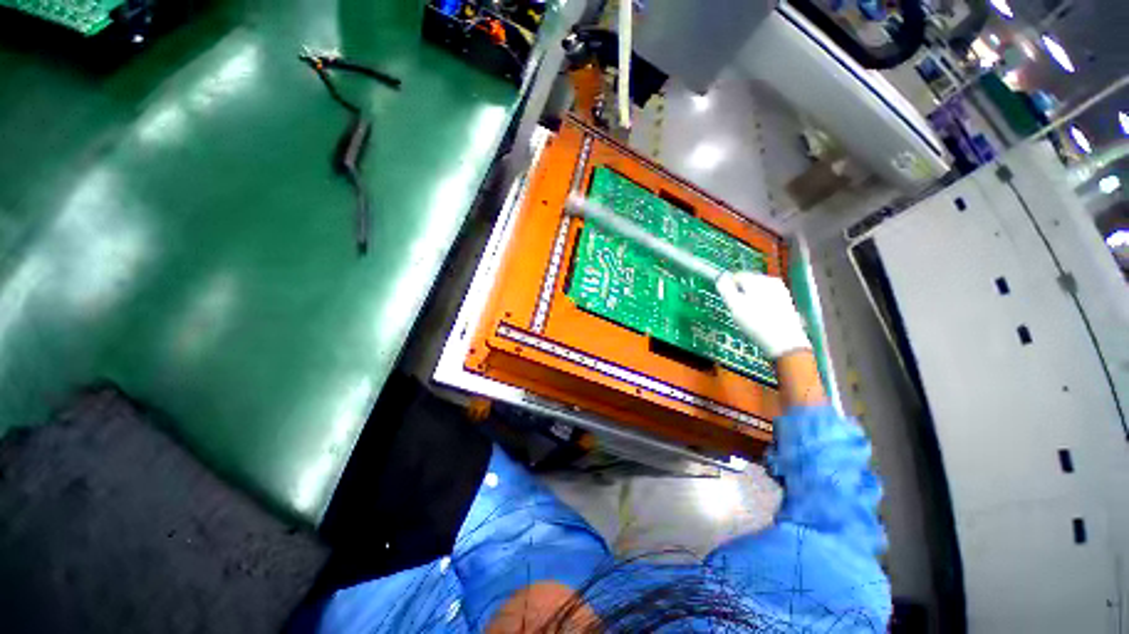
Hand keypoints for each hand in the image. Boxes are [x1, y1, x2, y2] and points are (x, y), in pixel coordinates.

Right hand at [716, 271, 810, 359]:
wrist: (784, 340)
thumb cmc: (756, 323)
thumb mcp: (734, 305)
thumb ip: (725, 289)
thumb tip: (721, 279)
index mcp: (757, 279)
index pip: (737, 276)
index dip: (729, 287)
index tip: (727, 300)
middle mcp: (770, 280)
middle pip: (748, 282)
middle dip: (741, 293)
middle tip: (738, 309)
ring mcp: (780, 290)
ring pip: (758, 290)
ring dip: (750, 299)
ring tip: (749, 315)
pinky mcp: (786, 301)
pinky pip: (767, 297)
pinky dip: (761, 304)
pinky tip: (760, 316)